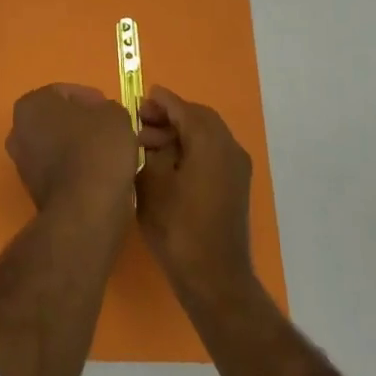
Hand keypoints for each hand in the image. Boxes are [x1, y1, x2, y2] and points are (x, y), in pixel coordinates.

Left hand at [6, 84, 138, 218]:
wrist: (85, 209)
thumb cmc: (97, 149)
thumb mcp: (114, 115)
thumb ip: (106, 108)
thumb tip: (102, 116)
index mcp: (31, 104)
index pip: (65, 92)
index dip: (92, 99)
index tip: (111, 110)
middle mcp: (18, 131)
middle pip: (57, 119)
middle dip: (82, 122)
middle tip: (109, 129)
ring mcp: (22, 163)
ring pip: (56, 145)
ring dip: (79, 146)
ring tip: (108, 152)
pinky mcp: (33, 190)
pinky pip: (58, 169)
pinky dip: (75, 168)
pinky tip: (98, 173)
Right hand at [135, 87, 255, 300]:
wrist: (213, 277)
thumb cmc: (177, 226)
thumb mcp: (152, 182)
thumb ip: (152, 149)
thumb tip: (152, 134)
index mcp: (210, 142)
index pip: (183, 108)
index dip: (160, 101)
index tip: (139, 98)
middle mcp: (230, 148)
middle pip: (198, 118)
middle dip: (169, 116)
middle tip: (140, 122)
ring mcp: (237, 168)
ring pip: (207, 136)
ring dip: (179, 133)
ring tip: (147, 146)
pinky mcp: (235, 186)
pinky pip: (212, 153)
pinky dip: (191, 149)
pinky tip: (167, 164)